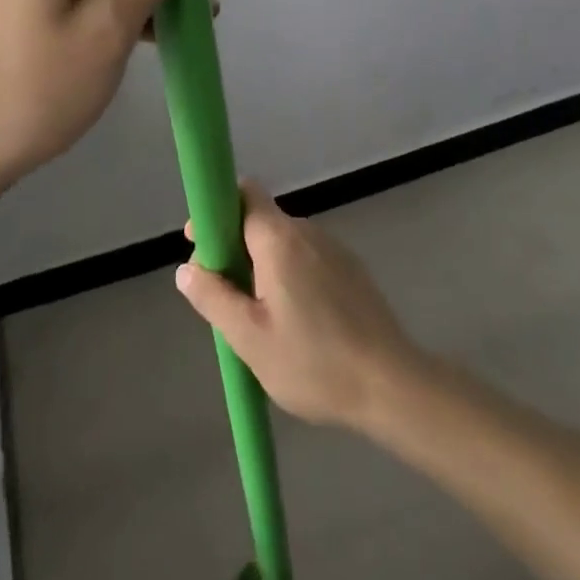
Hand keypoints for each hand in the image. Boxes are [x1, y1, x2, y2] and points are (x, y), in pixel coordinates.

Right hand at [175, 185, 424, 429]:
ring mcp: (334, 250)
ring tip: (256, 318)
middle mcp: (308, 232)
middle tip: (223, 295)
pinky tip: (292, 322)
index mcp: (280, 239)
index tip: (200, 244)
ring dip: (261, 265)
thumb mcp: (250, 339)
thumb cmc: (314, 362)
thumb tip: (187, 269)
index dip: (216, 211)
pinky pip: (306, 259)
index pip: (244, 193)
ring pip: (283, 243)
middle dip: (234, 246)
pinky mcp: (351, 270)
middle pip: (260, 220)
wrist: (392, 385)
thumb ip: (214, 298)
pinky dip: (288, 276)